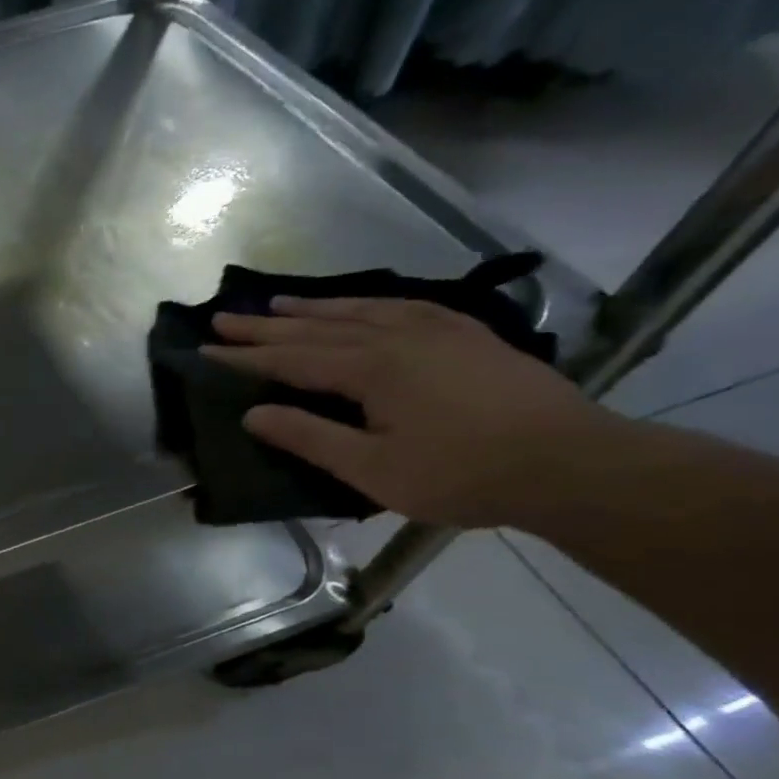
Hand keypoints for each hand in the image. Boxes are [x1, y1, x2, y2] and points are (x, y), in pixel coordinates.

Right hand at [203, 296, 612, 528]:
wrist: (573, 463)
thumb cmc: (462, 475)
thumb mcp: (373, 469)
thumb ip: (310, 437)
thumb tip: (253, 414)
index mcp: (371, 369)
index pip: (291, 359)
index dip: (246, 356)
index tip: (205, 350)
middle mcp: (398, 337)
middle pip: (318, 328)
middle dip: (266, 326)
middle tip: (223, 318)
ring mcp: (438, 331)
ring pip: (360, 311)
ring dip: (313, 308)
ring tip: (278, 303)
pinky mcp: (468, 336)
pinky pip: (404, 307)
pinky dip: (368, 304)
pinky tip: (361, 305)